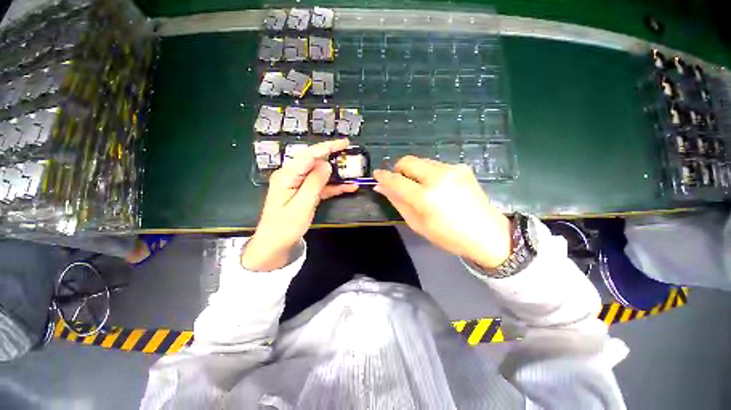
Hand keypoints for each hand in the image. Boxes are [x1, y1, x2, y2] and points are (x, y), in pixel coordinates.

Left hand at [241, 139, 357, 270]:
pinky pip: (321, 186)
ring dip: (337, 174)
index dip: (327, 147)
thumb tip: (327, 165)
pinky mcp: (305, 193)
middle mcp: (292, 176)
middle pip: (315, 161)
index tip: (345, 143)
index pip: (309, 155)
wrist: (275, 244)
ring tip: (353, 171)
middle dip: (333, 157)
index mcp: (287, 176)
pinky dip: (334, 186)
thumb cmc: (285, 227)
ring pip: (320, 174)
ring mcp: (299, 184)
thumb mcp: (301, 205)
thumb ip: (314, 183)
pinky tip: (348, 187)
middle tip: (351, 155)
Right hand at [373, 156, 511, 268]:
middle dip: (399, 170)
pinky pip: (435, 165)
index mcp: (426, 197)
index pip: (396, 180)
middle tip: (401, 184)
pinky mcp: (461, 167)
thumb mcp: (418, 224)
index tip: (376, 175)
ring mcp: (452, 169)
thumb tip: (381, 187)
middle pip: (408, 161)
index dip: (384, 176)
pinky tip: (437, 187)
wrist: (488, 234)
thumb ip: (398, 202)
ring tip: (421, 188)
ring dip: (414, 172)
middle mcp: (438, 177)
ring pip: (421, 161)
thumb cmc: (448, 236)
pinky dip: (428, 173)